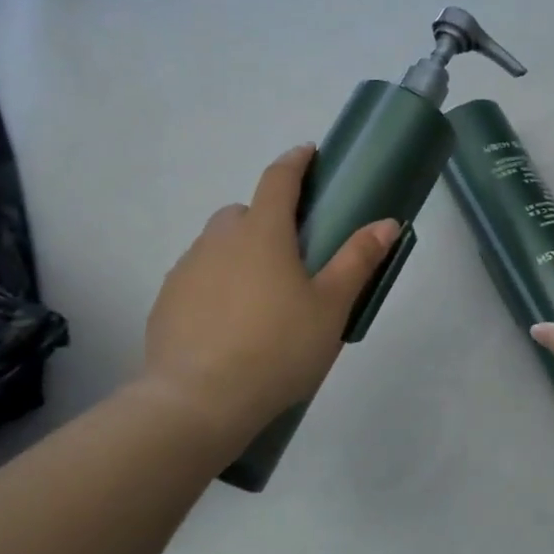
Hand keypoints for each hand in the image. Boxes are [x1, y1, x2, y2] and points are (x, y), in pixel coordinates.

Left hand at [143, 144, 399, 444]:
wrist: (199, 401)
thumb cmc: (277, 348)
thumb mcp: (330, 307)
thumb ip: (357, 261)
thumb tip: (386, 222)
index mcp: (262, 233)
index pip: (278, 179)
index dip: (295, 161)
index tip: (308, 153)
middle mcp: (218, 240)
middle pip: (243, 213)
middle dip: (266, 218)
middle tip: (290, 253)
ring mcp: (187, 270)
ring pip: (217, 246)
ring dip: (238, 254)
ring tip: (260, 298)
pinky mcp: (167, 302)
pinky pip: (197, 278)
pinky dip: (215, 285)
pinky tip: (228, 323)